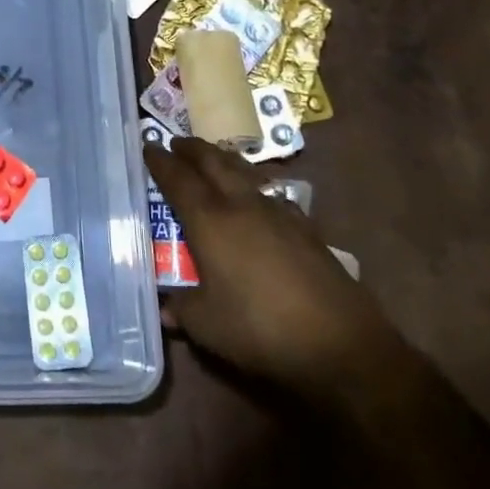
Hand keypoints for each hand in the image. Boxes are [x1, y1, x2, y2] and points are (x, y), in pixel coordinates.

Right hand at [143, 136, 401, 396]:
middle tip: (177, 144)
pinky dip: (253, 186)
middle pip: (214, 162)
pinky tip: (257, 200)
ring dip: (224, 161)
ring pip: (245, 172)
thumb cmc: (260, 330)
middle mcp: (242, 205)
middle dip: (193, 149)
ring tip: (213, 161)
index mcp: (211, 220)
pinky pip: (270, 193)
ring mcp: (279, 213)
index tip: (148, 147)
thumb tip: (165, 307)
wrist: (341, 345)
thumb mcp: (206, 325)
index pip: (178, 179)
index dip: (160, 162)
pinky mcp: (306, 228)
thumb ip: (181, 308)